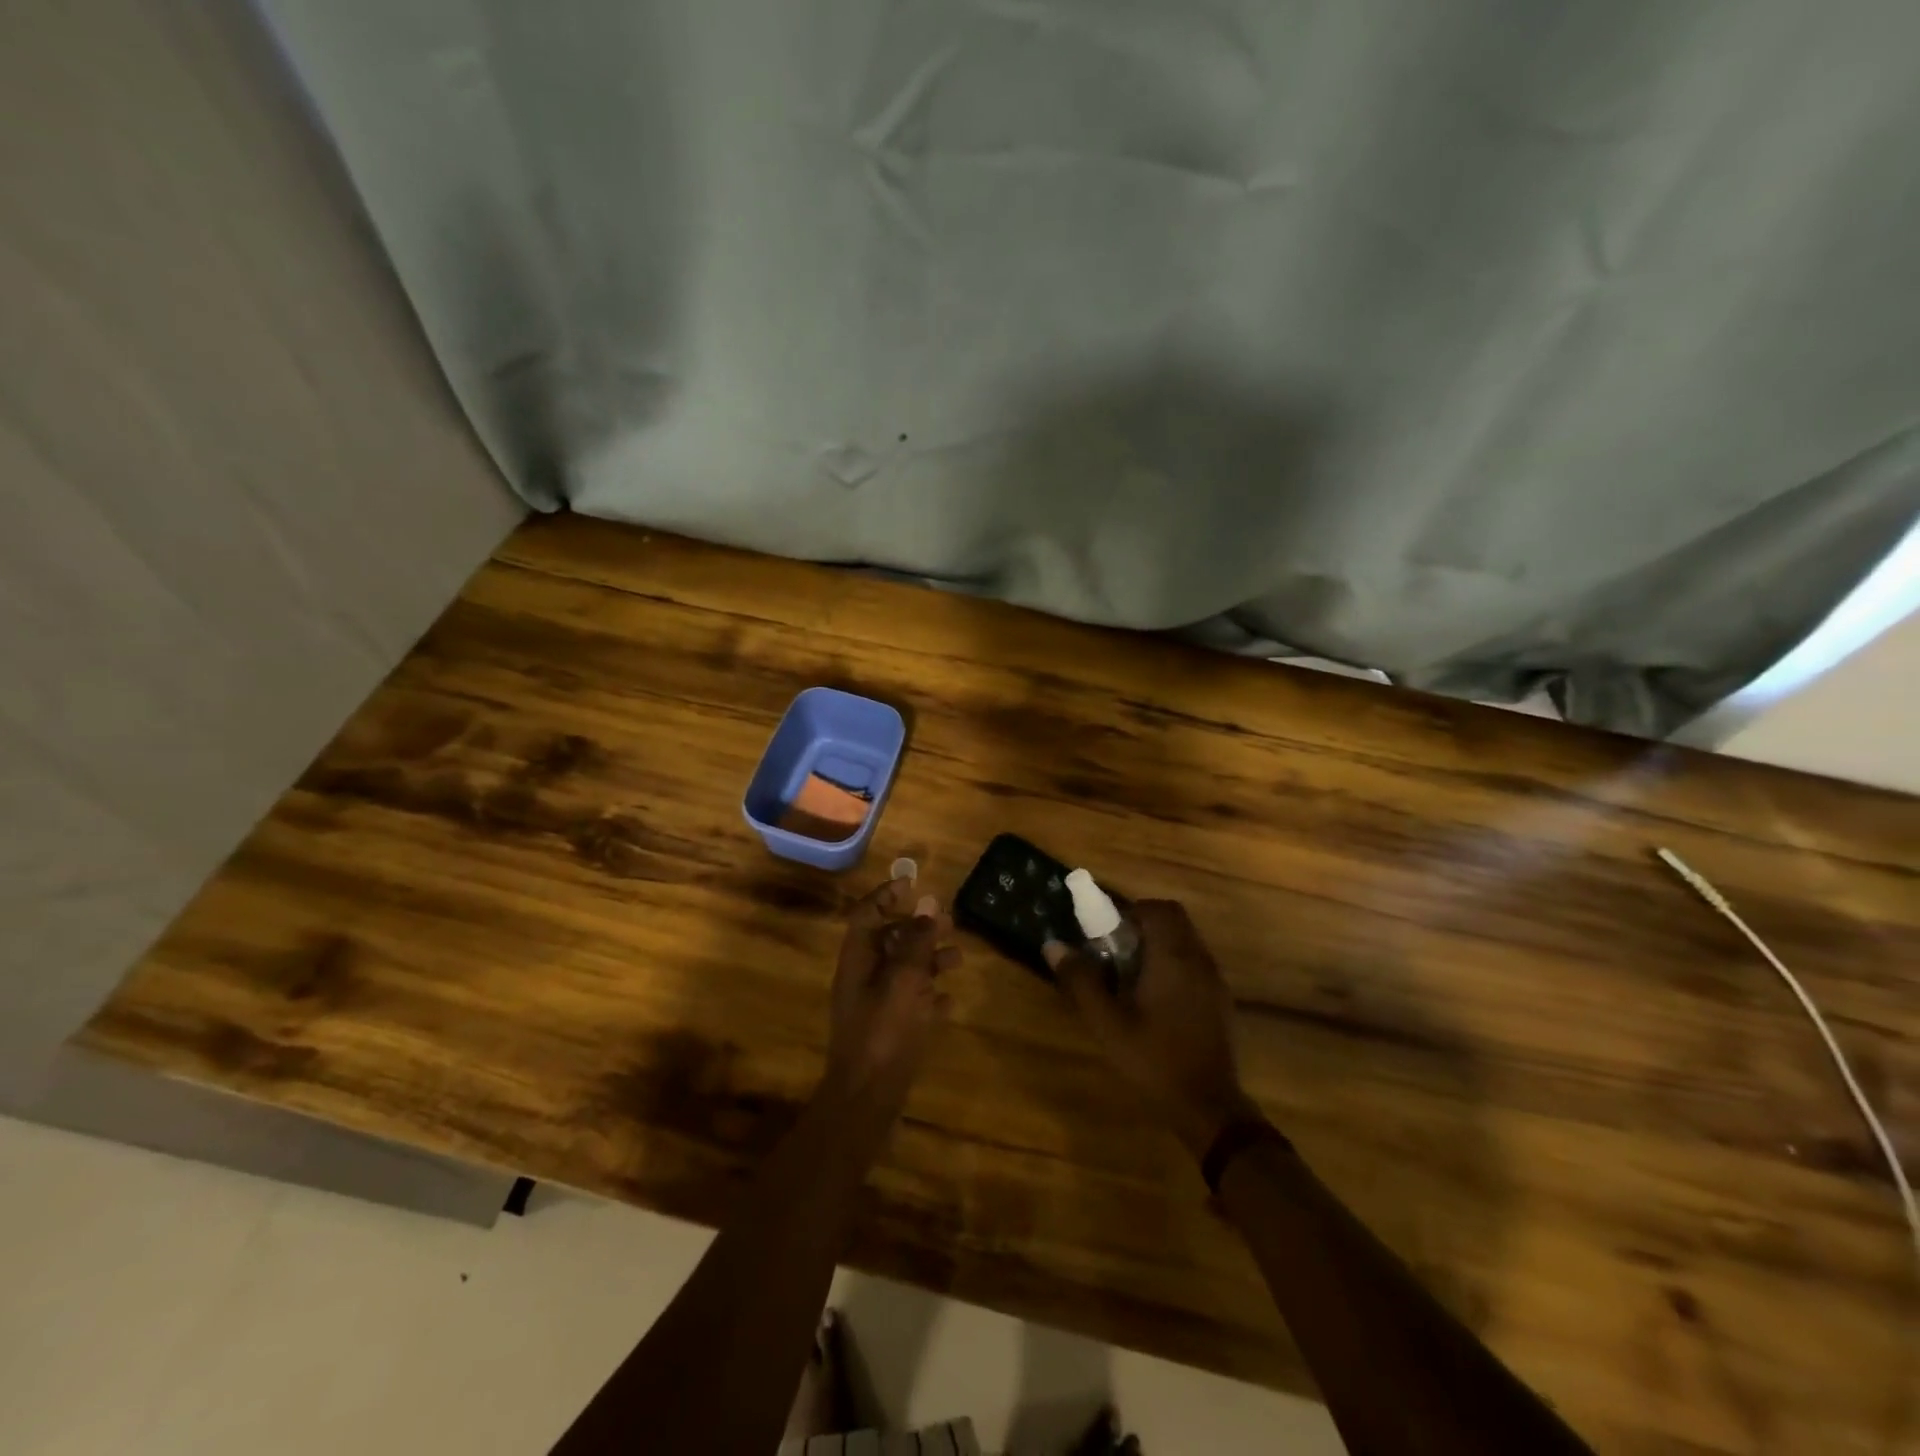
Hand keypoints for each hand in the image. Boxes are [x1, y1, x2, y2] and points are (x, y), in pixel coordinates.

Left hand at [826, 877, 959, 1107]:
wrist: (867, 1098)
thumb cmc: (884, 1031)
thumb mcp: (904, 979)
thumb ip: (917, 940)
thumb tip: (928, 903)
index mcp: (858, 959)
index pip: (867, 913)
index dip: (887, 895)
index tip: (912, 882)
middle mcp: (863, 977)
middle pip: (889, 940)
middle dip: (918, 927)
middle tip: (949, 920)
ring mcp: (875, 1006)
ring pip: (903, 971)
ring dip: (929, 960)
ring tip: (959, 957)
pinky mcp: (888, 1031)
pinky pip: (911, 1003)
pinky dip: (930, 996)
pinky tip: (951, 999)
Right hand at [1046, 900, 1259, 1156]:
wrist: (1208, 1106)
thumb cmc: (1154, 1059)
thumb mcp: (1107, 1023)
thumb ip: (1081, 981)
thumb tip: (1053, 945)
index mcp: (1173, 957)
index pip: (1157, 909)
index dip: (1130, 910)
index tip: (1107, 930)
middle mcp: (1198, 959)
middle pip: (1174, 919)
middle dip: (1144, 924)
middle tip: (1116, 947)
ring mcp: (1214, 979)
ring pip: (1186, 940)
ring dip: (1159, 943)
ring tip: (1131, 972)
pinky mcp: (1220, 999)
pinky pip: (1195, 962)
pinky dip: (1174, 962)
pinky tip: (1155, 996)